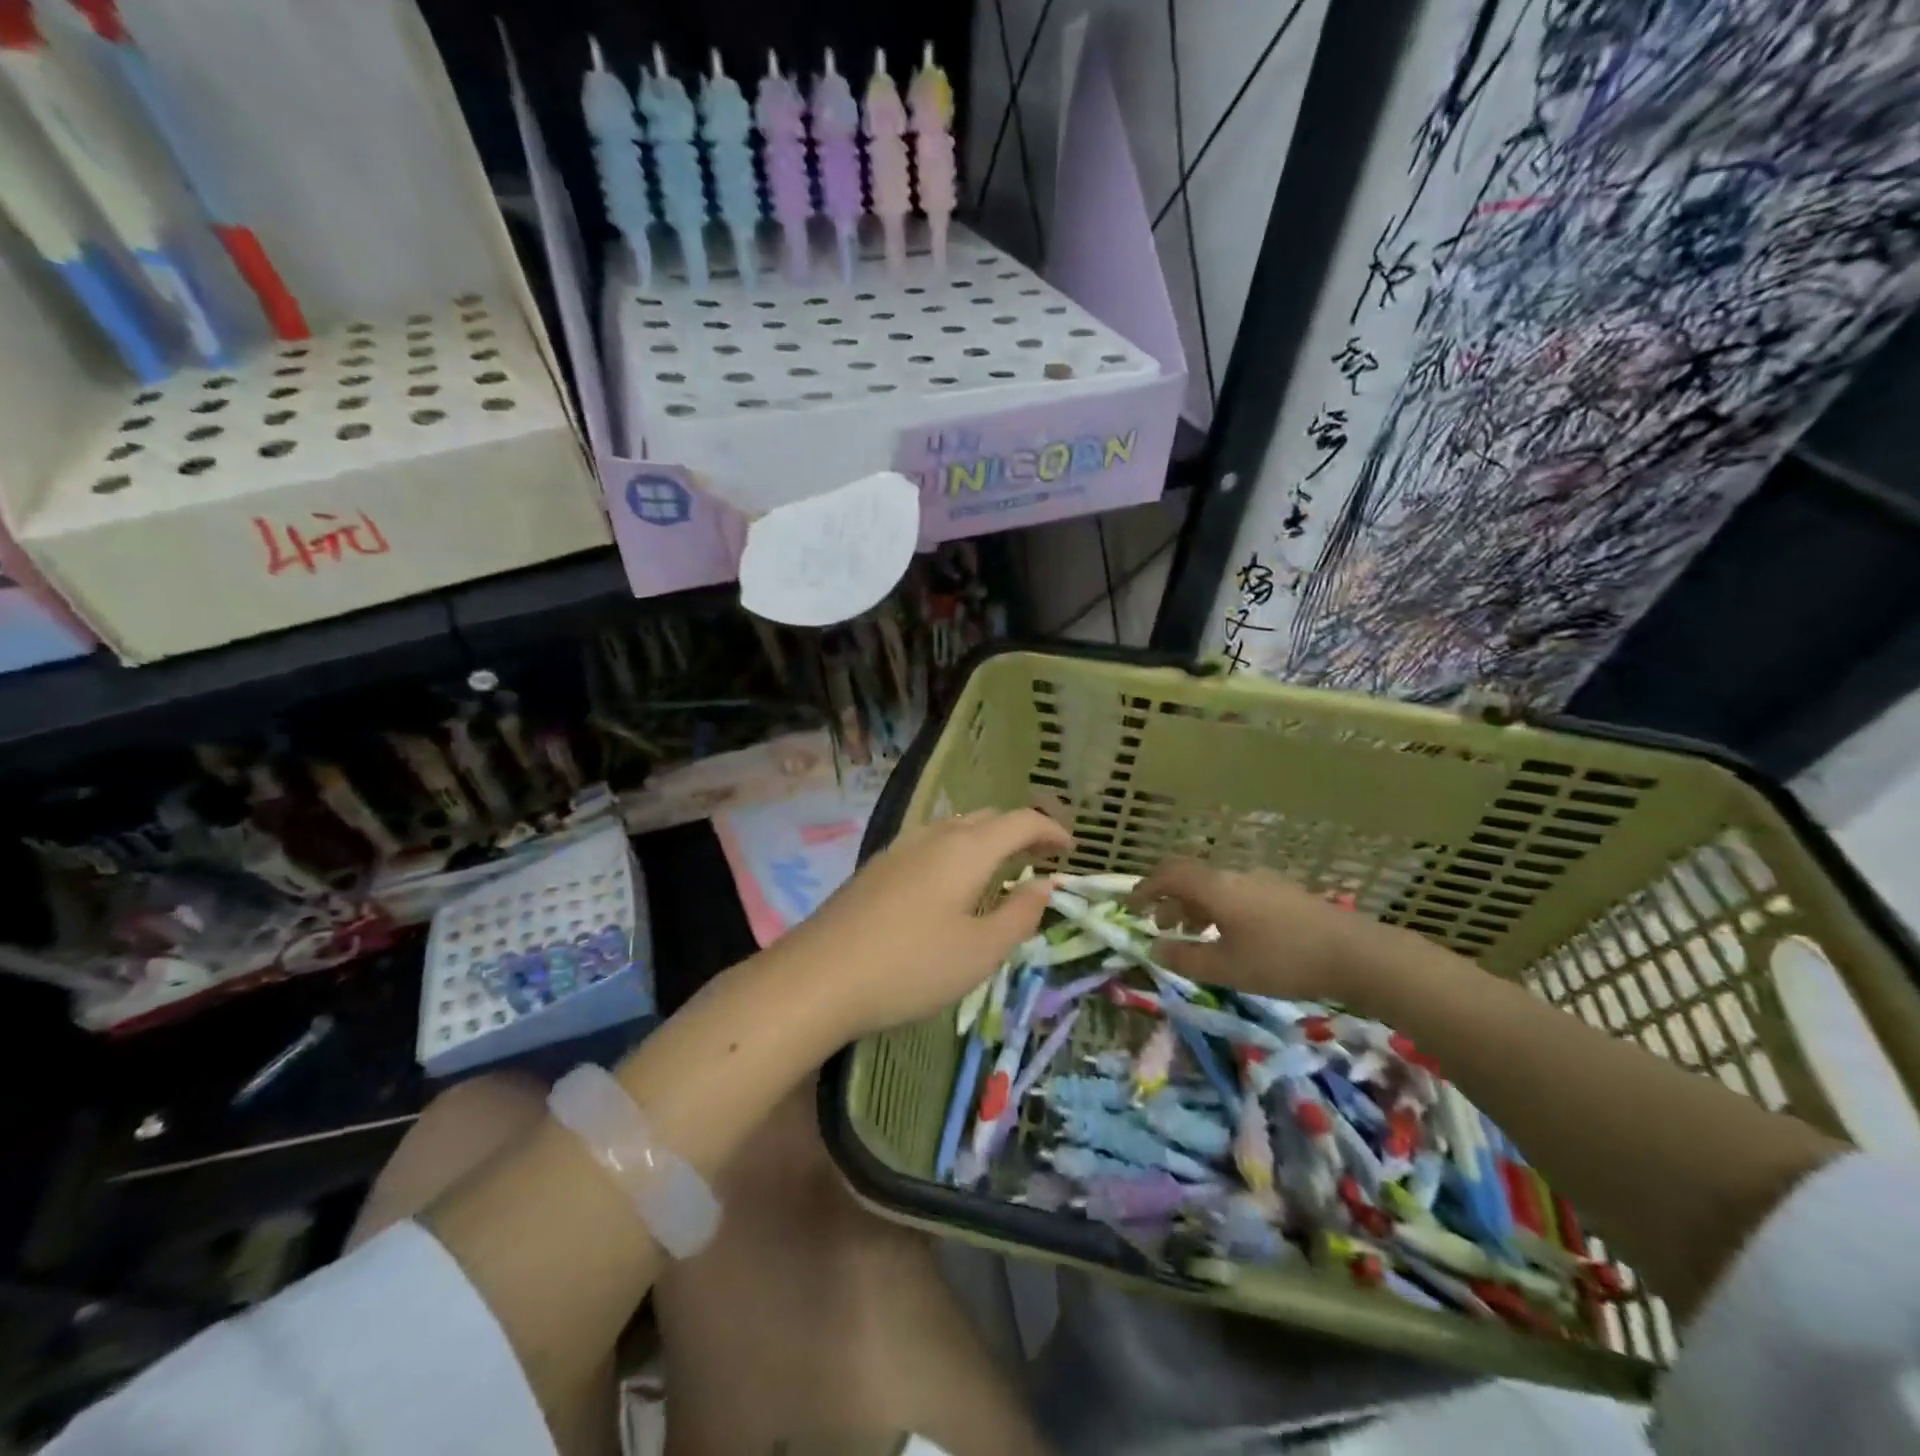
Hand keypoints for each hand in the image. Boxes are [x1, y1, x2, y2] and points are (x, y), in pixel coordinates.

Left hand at [775, 808, 1071, 1039]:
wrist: (818, 977)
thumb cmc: (911, 966)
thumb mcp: (979, 951)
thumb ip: (1019, 914)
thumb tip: (1045, 884)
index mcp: (967, 849)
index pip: (1020, 821)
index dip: (1051, 830)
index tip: (1072, 849)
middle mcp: (934, 836)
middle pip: (987, 818)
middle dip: (1020, 831)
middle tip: (1041, 859)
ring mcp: (900, 848)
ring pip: (955, 828)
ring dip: (986, 840)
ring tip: (1000, 870)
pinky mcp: (877, 867)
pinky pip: (931, 843)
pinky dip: (957, 852)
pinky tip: (951, 885)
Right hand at [1129, 858, 1381, 1001]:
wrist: (1355, 954)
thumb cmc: (1282, 960)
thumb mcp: (1227, 968)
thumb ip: (1185, 958)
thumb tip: (1153, 948)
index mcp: (1215, 888)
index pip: (1168, 875)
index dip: (1144, 888)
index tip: (1131, 908)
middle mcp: (1235, 876)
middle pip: (1191, 877)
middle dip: (1169, 899)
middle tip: (1161, 926)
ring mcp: (1262, 882)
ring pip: (1215, 886)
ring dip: (1195, 906)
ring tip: (1194, 936)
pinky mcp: (1283, 894)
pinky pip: (1236, 893)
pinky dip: (1219, 909)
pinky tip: (1231, 937)